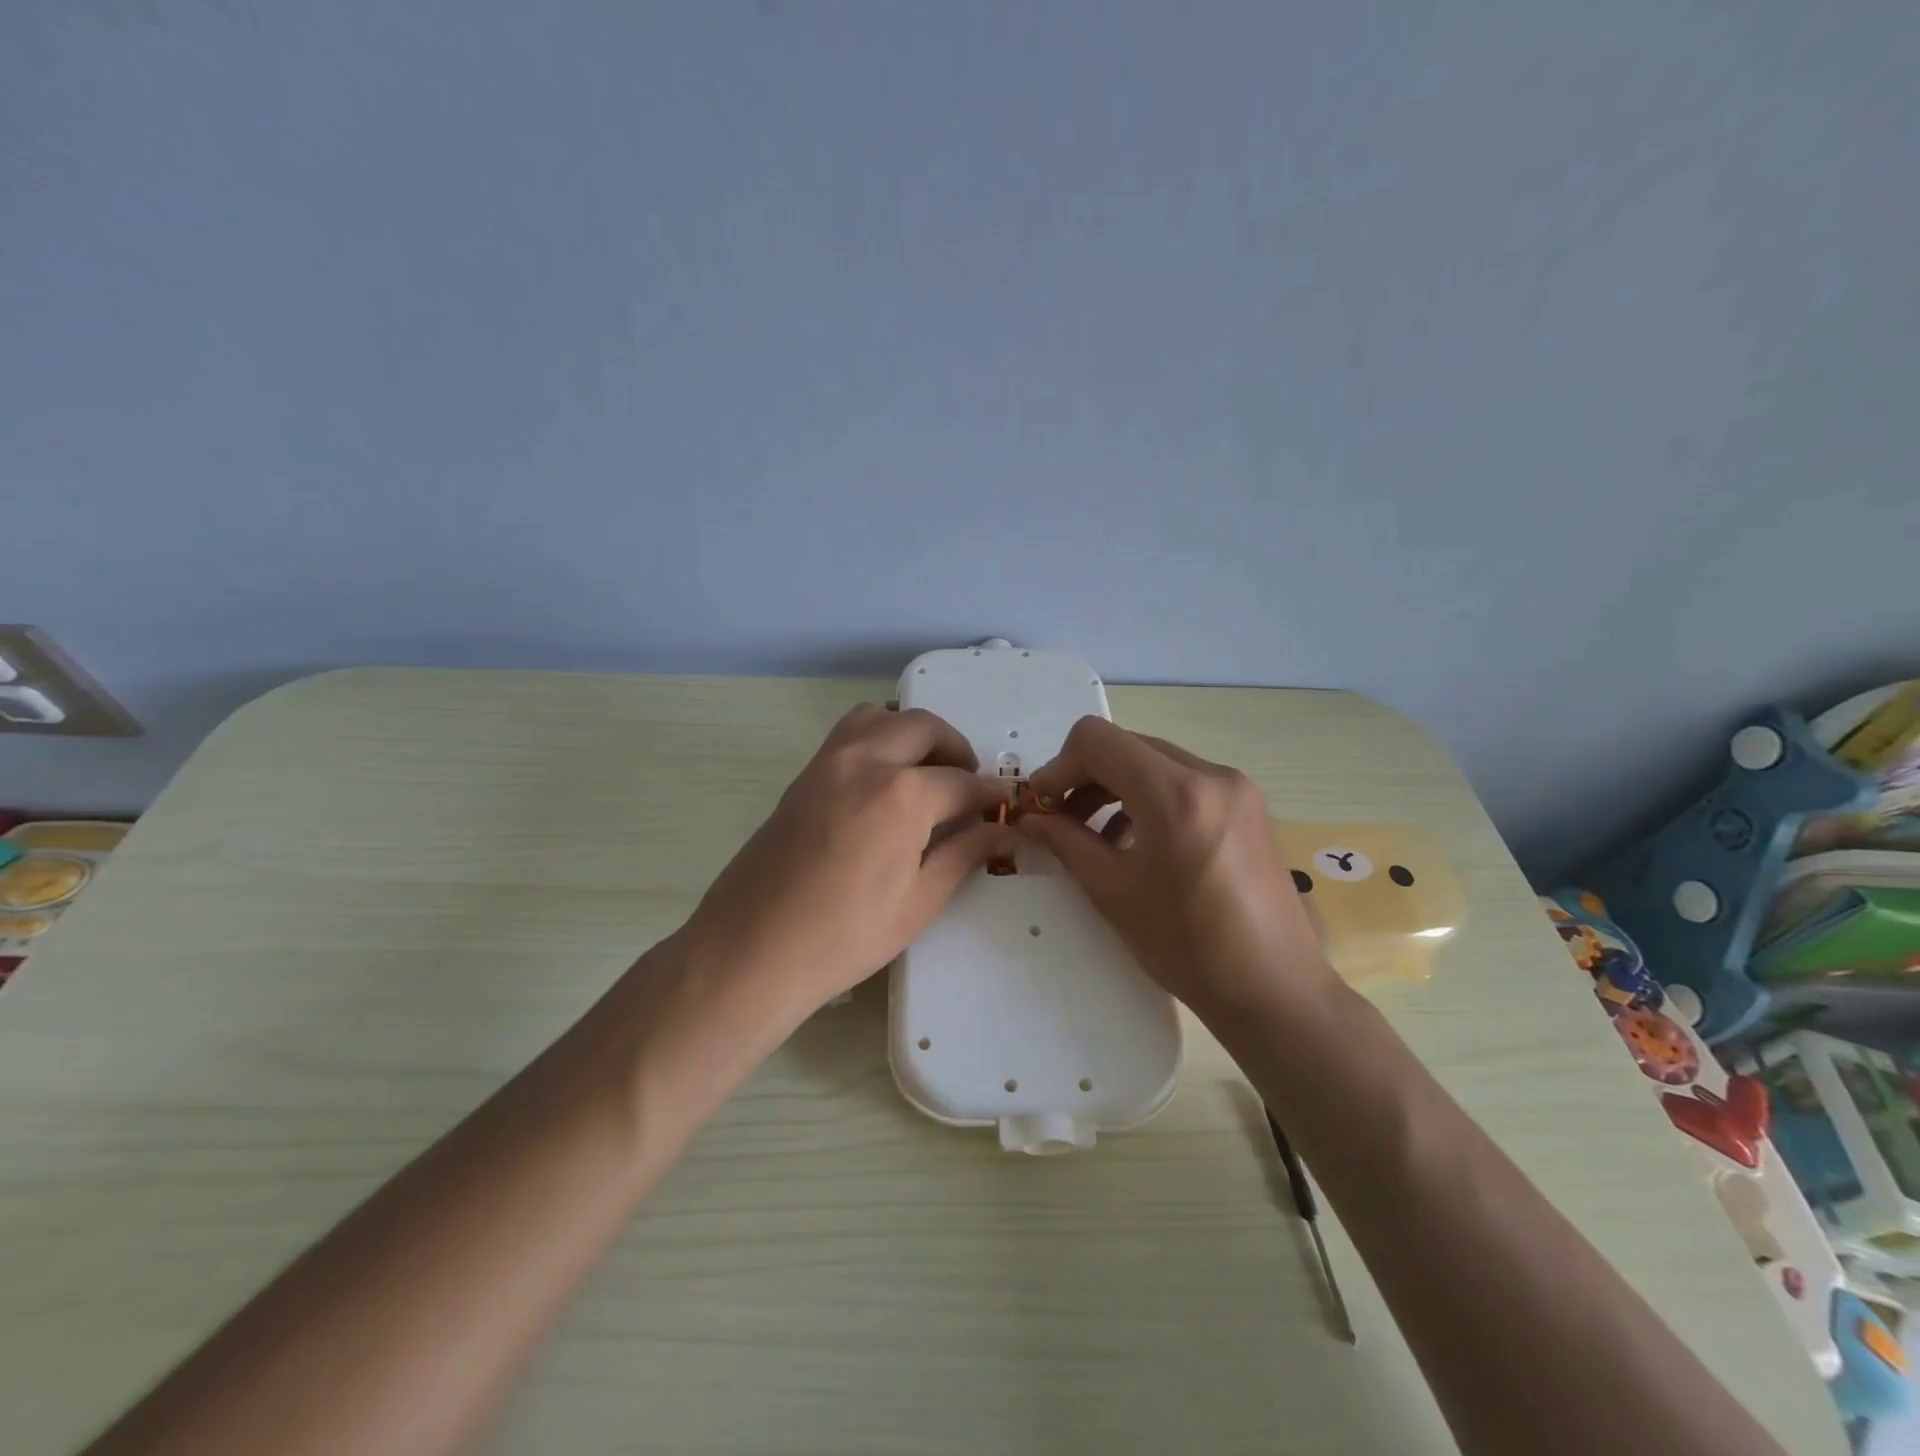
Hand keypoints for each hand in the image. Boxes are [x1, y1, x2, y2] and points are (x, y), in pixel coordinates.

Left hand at [681, 704, 1014, 1019]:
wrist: (751, 950)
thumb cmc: (844, 937)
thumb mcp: (919, 902)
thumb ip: (966, 855)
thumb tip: (1005, 831)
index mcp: (902, 795)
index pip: (962, 782)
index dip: (990, 794)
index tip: (1006, 803)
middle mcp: (866, 761)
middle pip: (924, 728)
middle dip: (956, 749)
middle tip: (968, 785)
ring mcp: (828, 762)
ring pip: (881, 717)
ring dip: (913, 733)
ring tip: (926, 771)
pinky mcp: (803, 775)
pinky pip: (849, 734)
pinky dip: (878, 738)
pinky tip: (884, 781)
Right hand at [1017, 717, 1335, 1019]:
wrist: (1274, 989)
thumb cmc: (1188, 946)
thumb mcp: (1113, 892)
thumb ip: (1066, 843)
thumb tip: (1031, 818)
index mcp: (1175, 793)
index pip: (1097, 740)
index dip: (1058, 766)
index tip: (1043, 805)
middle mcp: (1210, 773)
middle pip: (1126, 746)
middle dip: (1084, 776)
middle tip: (1060, 820)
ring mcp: (1235, 787)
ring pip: (1154, 762)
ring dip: (1115, 787)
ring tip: (1094, 835)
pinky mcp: (1247, 805)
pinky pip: (1183, 781)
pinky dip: (1148, 798)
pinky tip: (1136, 841)